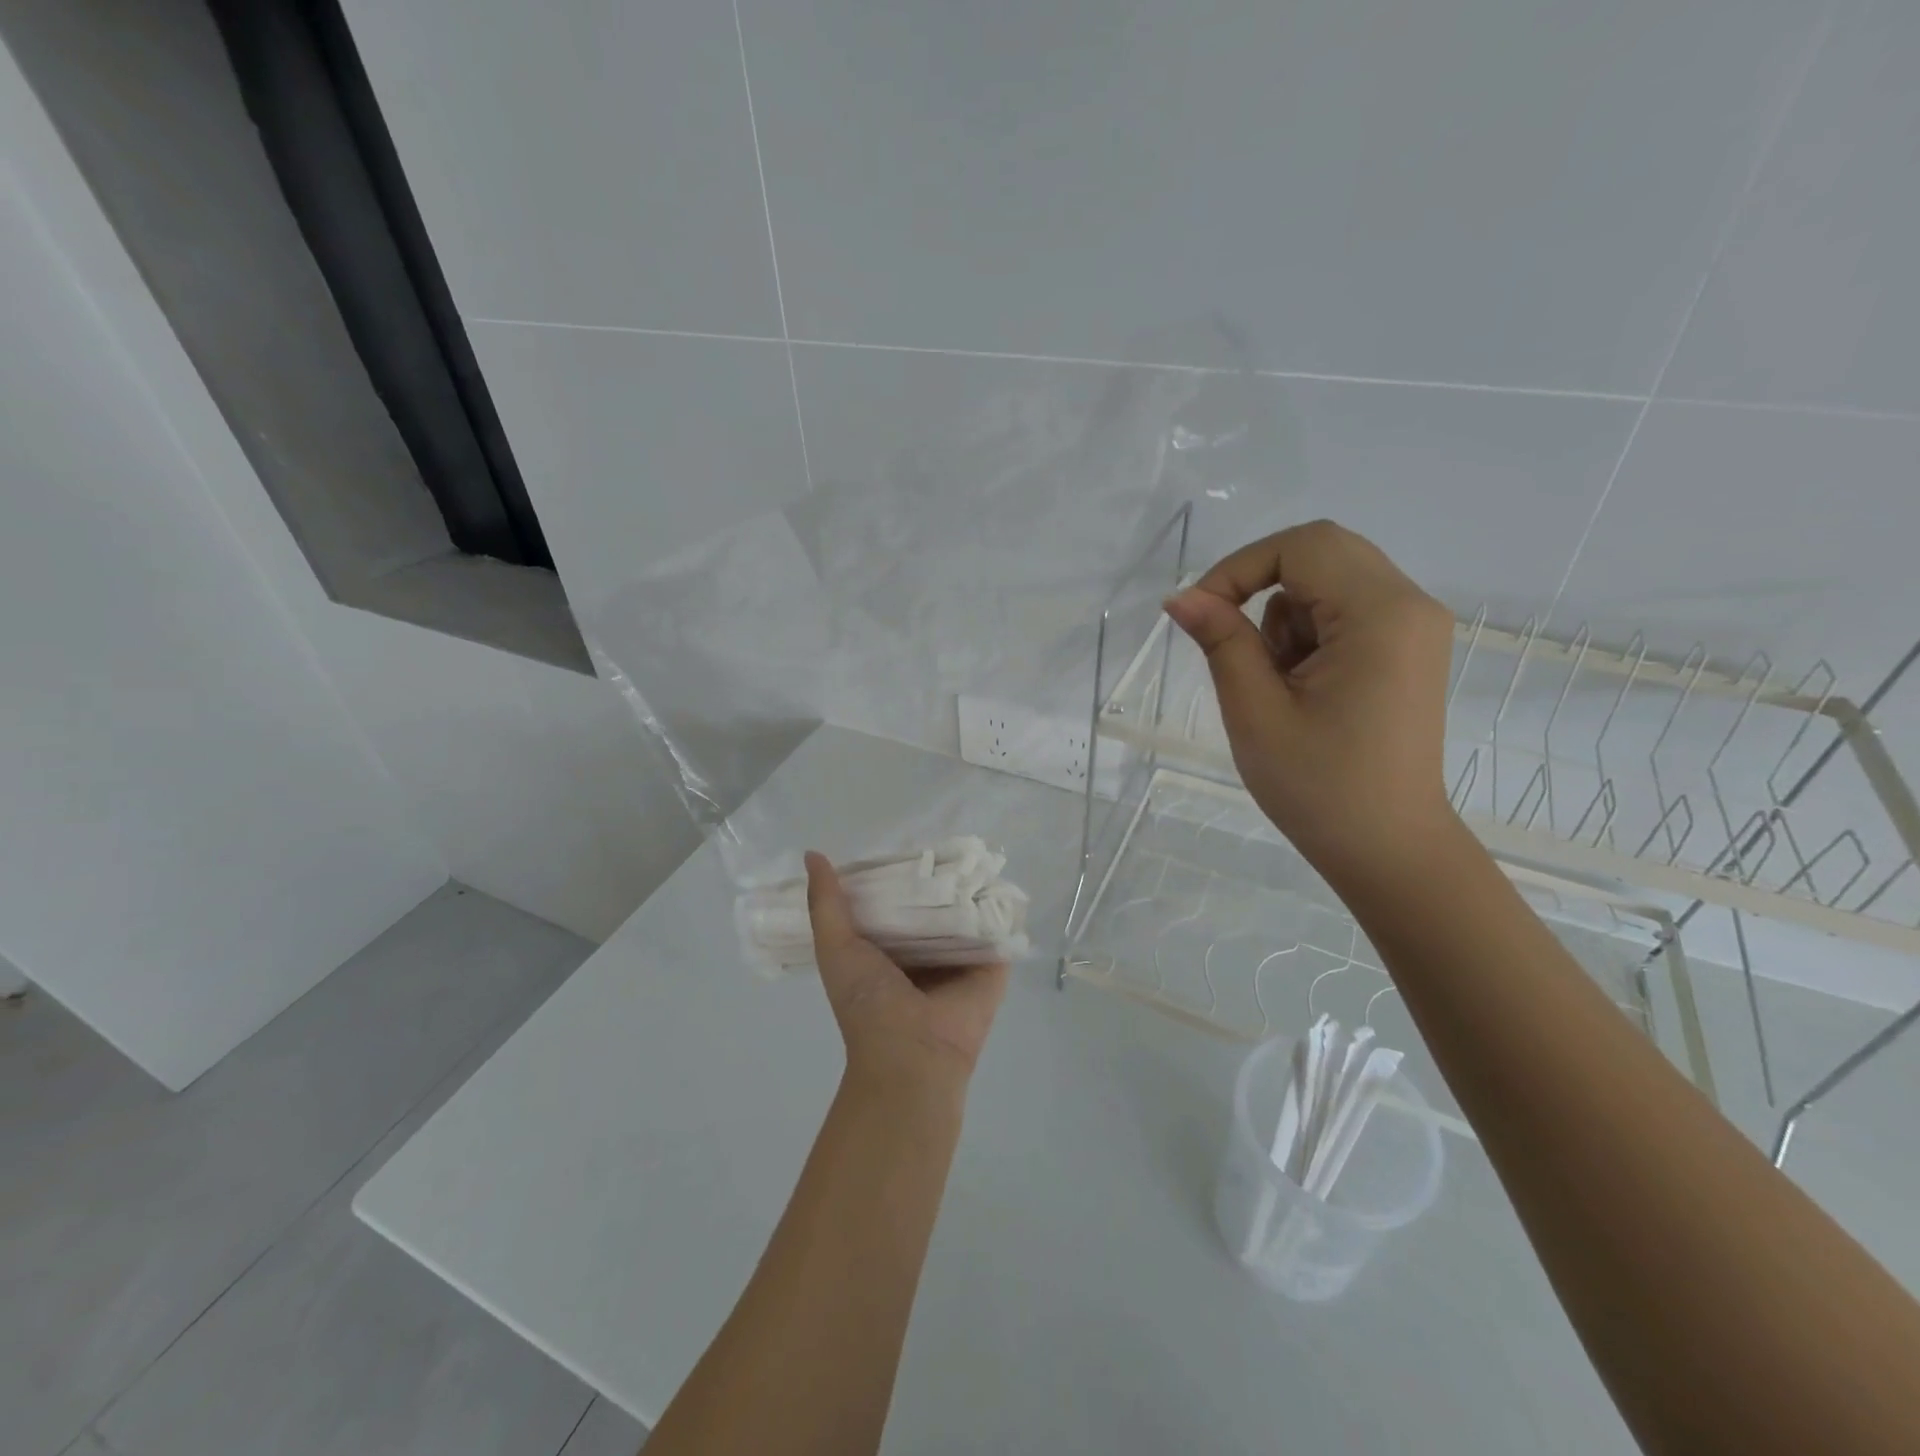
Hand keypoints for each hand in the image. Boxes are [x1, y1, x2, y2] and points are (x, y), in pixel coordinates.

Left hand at [805, 852, 1008, 1091]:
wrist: (912, 1056)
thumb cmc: (867, 1003)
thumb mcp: (835, 948)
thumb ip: (825, 903)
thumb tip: (812, 853)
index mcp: (891, 947)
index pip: (897, 898)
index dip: (897, 869)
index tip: (903, 835)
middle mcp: (927, 949)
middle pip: (935, 901)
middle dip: (937, 873)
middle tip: (945, 834)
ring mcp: (962, 956)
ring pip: (969, 910)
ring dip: (971, 884)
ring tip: (976, 844)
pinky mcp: (993, 964)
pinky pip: (1000, 927)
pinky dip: (1002, 905)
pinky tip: (1003, 874)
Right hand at [1164, 520, 1458, 891]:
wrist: (1387, 848)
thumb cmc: (1318, 787)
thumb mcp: (1255, 711)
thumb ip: (1221, 641)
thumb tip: (1180, 596)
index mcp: (1380, 615)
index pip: (1302, 547)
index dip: (1240, 568)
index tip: (1200, 614)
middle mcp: (1410, 605)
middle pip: (1322, 552)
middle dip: (1260, 587)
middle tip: (1231, 642)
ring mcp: (1414, 627)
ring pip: (1329, 581)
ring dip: (1285, 618)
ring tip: (1277, 684)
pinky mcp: (1407, 648)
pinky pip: (1346, 610)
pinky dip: (1309, 634)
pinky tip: (1303, 686)